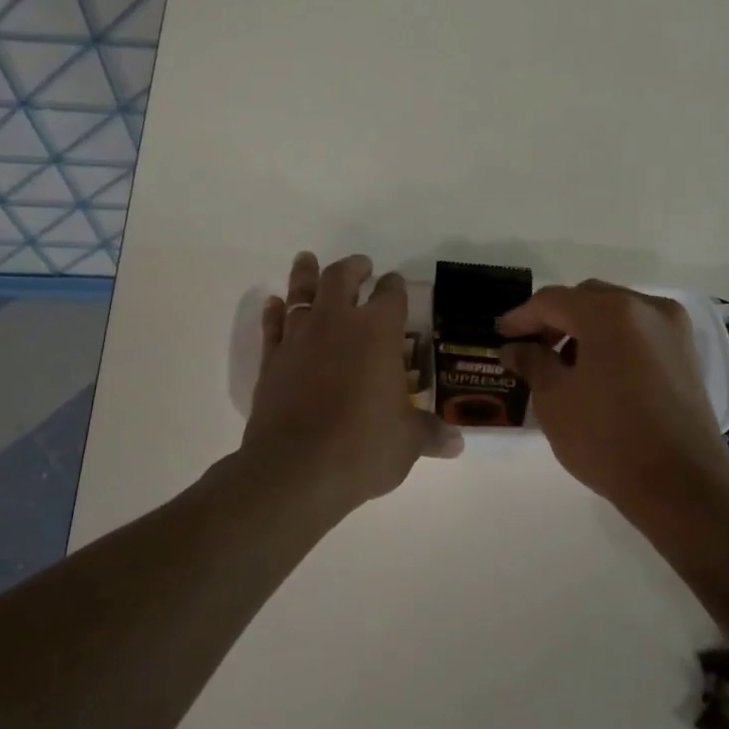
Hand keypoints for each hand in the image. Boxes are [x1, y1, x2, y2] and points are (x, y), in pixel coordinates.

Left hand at [241, 252, 461, 518]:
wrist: (296, 469)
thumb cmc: (363, 447)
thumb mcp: (407, 442)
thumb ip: (430, 434)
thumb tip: (456, 444)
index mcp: (378, 332)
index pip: (391, 295)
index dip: (395, 286)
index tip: (395, 283)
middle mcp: (337, 323)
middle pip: (342, 278)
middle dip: (353, 268)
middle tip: (361, 266)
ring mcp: (299, 339)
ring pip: (301, 293)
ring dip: (306, 274)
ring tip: (307, 260)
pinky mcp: (271, 360)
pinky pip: (272, 326)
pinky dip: (274, 311)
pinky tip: (274, 304)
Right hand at [500, 281, 728, 512]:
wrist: (681, 485)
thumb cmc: (607, 439)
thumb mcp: (554, 400)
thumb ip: (532, 362)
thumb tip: (515, 347)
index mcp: (610, 313)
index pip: (553, 301)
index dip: (521, 317)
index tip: (500, 335)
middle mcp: (647, 308)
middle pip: (588, 298)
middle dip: (555, 318)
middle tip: (530, 347)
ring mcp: (673, 329)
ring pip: (616, 312)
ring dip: (585, 328)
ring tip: (562, 363)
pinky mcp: (687, 354)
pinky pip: (639, 331)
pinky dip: (613, 340)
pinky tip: (597, 371)